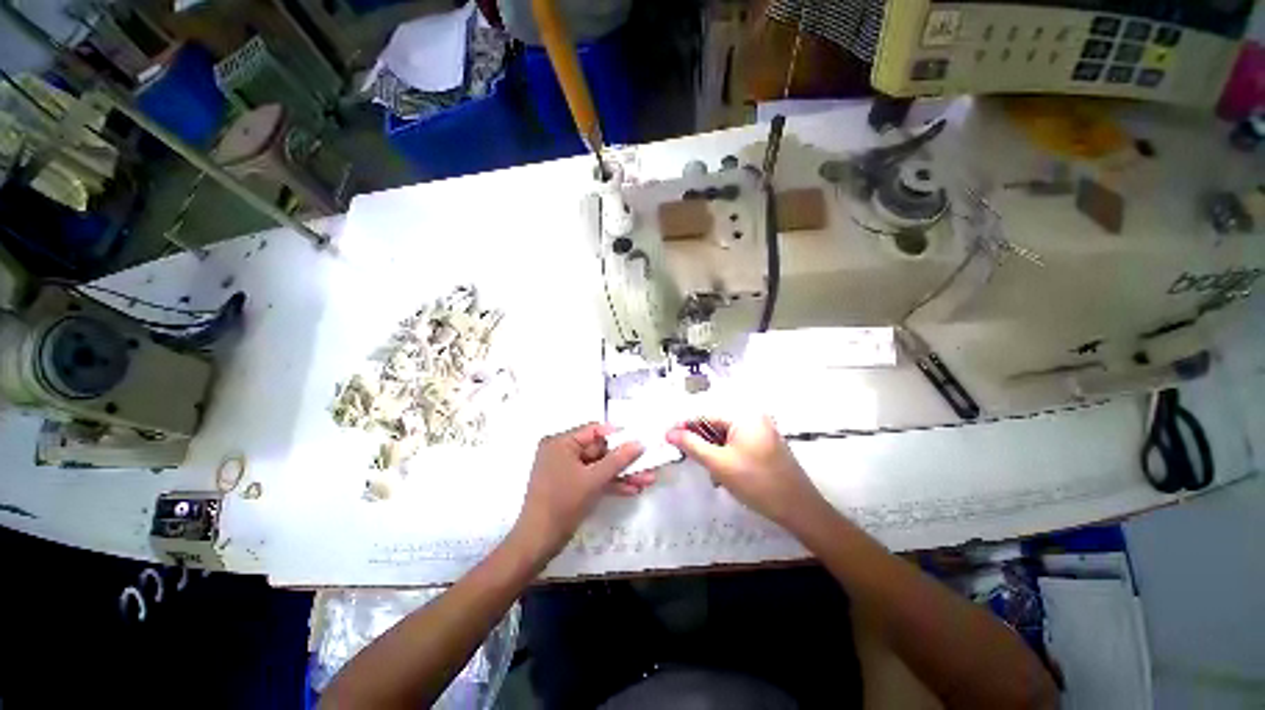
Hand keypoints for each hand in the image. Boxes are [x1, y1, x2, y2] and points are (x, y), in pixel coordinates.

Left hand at [512, 423, 649, 559]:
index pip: (594, 431)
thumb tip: (639, 443)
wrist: (538, 543)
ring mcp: (566, 470)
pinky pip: (593, 479)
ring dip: (621, 474)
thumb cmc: (563, 504)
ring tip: (647, 480)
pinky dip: (610, 484)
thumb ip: (617, 460)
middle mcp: (562, 452)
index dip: (618, 435)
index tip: (639, 440)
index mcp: (560, 443)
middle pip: (599, 450)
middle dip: (624, 460)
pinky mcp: (570, 487)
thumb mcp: (593, 480)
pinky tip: (632, 490)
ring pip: (599, 467)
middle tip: (648, 462)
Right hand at [666, 415, 829, 530]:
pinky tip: (722, 474)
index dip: (685, 426)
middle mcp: (753, 417)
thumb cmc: (757, 483)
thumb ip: (692, 445)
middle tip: (686, 458)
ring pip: (725, 437)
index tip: (668, 438)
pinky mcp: (765, 445)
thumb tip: (670, 433)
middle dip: (700, 441)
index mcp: (744, 415)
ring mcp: (761, 431)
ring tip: (708, 471)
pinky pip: (737, 444)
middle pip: (716, 425)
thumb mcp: (719, 463)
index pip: (706, 415)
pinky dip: (726, 455)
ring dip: (712, 451)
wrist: (799, 510)